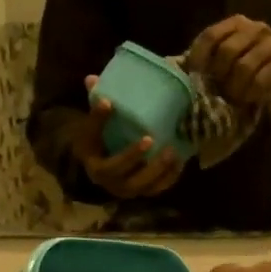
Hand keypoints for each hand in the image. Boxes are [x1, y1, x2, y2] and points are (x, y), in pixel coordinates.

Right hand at [69, 77, 185, 198]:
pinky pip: (157, 189)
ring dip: (160, 170)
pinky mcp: (142, 192)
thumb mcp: (91, 127)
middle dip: (142, 161)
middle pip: (127, 178)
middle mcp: (111, 184)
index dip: (127, 152)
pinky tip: (179, 162)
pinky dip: (170, 177)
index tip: (139, 130)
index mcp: (96, 168)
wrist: (98, 164)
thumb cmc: (96, 142)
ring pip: (144, 187)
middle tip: (156, 141)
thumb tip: (92, 79)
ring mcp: (128, 191)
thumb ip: (95, 108)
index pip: (110, 162)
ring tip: (173, 152)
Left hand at [186, 16, 270, 107]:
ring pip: (244, 66)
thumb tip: (179, 70)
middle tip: (217, 90)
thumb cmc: (248, 64)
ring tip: (232, 98)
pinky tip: (247, 98)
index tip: (195, 77)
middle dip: (218, 75)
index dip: (199, 59)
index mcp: (236, 24)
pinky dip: (250, 92)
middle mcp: (255, 29)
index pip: (210, 36)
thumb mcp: (226, 57)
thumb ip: (208, 58)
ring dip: (234, 87)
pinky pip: (261, 80)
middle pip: (227, 51)